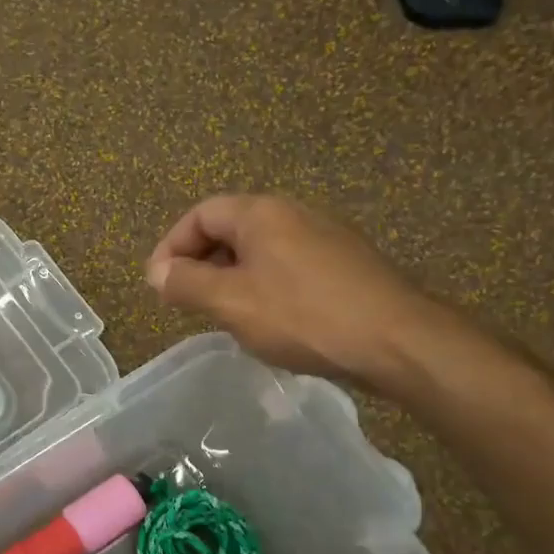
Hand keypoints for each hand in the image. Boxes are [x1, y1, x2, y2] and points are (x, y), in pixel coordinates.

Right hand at [145, 194, 441, 389]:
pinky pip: (287, 266)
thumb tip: (157, 272)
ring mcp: (324, 236)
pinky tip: (269, 321)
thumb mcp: (231, 303)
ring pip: (260, 250)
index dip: (171, 247)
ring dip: (231, 278)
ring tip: (223, 316)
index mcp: (261, 212)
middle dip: (200, 263)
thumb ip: (187, 283)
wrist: (396, 340)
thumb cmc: (303, 316)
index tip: (158, 285)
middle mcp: (293, 212)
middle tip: (187, 303)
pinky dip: (263, 286)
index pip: (200, 214)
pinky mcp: (345, 263)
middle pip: (230, 228)